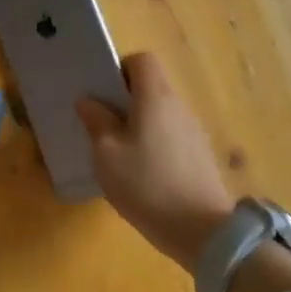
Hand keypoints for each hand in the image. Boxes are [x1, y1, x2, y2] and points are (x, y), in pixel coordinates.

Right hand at [75, 52, 235, 272]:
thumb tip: (88, 101)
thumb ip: (97, 122)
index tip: (103, 95)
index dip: (120, 70)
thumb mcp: (107, 154)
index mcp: (155, 97)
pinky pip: (171, 136)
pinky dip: (154, 144)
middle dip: (125, 101)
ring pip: (160, 113)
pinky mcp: (200, 156)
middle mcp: (178, 106)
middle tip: (103, 126)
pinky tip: (142, 174)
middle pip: (151, 86)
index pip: (142, 60)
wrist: (202, 231)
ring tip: (119, 154)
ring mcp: (193, 132)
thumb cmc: (147, 184)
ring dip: (139, 124)